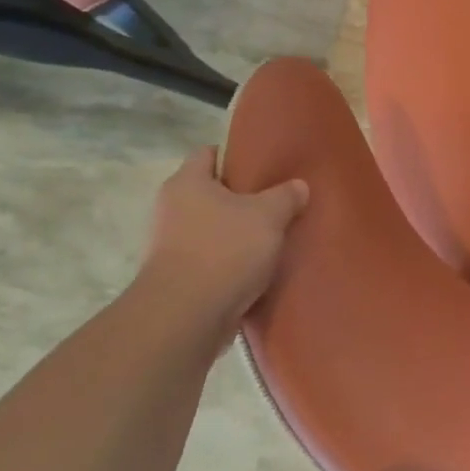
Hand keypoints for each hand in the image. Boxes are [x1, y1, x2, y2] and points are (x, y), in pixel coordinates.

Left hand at [133, 148, 308, 345]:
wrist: (186, 317)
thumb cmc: (225, 250)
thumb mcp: (269, 215)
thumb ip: (286, 196)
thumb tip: (298, 186)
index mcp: (187, 183)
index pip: (208, 153)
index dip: (236, 155)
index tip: (265, 165)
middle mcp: (172, 209)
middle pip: (212, 193)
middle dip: (243, 198)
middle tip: (278, 201)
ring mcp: (171, 246)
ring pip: (214, 228)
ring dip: (239, 232)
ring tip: (273, 237)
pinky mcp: (178, 278)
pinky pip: (212, 259)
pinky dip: (232, 262)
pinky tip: (260, 267)